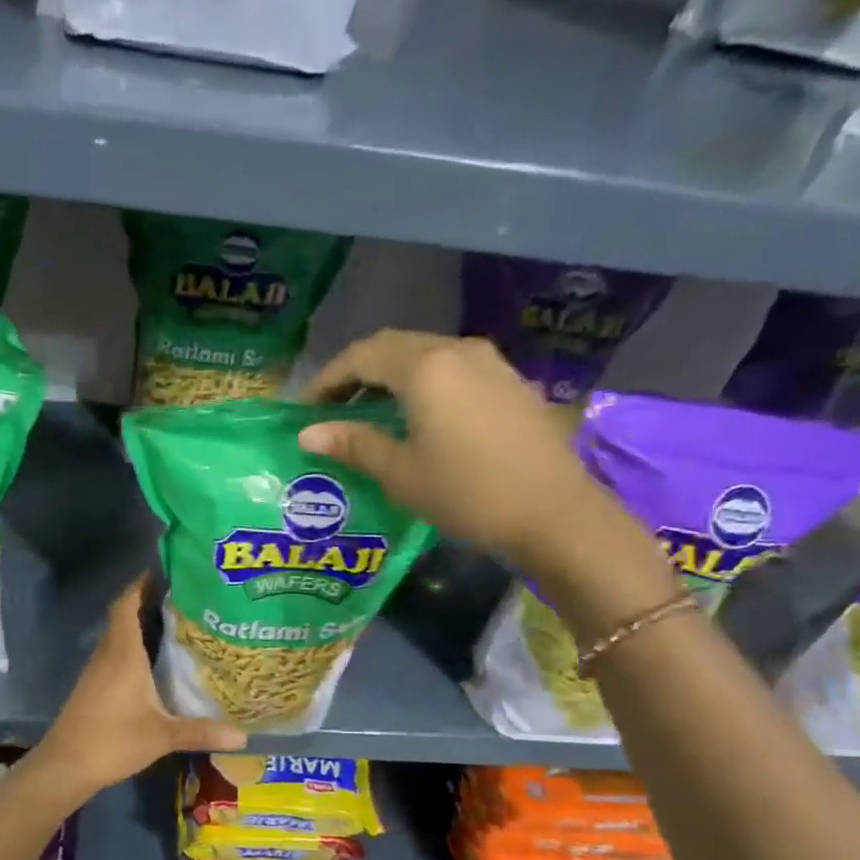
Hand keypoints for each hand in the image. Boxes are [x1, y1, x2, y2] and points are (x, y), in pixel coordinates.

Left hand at [35, 577, 245, 796]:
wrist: (65, 766)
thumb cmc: (112, 741)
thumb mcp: (162, 736)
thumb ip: (202, 731)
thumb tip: (245, 735)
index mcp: (123, 654)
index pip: (127, 606)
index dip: (141, 585)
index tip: (164, 572)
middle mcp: (108, 655)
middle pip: (123, 616)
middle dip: (146, 601)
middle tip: (181, 597)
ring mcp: (97, 671)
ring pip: (117, 636)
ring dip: (138, 624)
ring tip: (172, 622)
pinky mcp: (93, 687)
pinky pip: (114, 654)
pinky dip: (132, 646)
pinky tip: (151, 660)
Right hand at [297, 330, 629, 576]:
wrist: (554, 512)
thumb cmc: (467, 493)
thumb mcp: (401, 473)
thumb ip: (354, 444)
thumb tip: (309, 434)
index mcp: (425, 367)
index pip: (361, 355)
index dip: (327, 378)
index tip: (305, 407)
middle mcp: (457, 350)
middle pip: (394, 347)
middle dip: (357, 373)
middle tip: (332, 408)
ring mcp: (490, 362)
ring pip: (426, 354)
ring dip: (391, 377)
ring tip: (371, 413)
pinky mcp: (511, 382)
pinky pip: (454, 369)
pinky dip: (424, 384)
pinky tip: (419, 417)